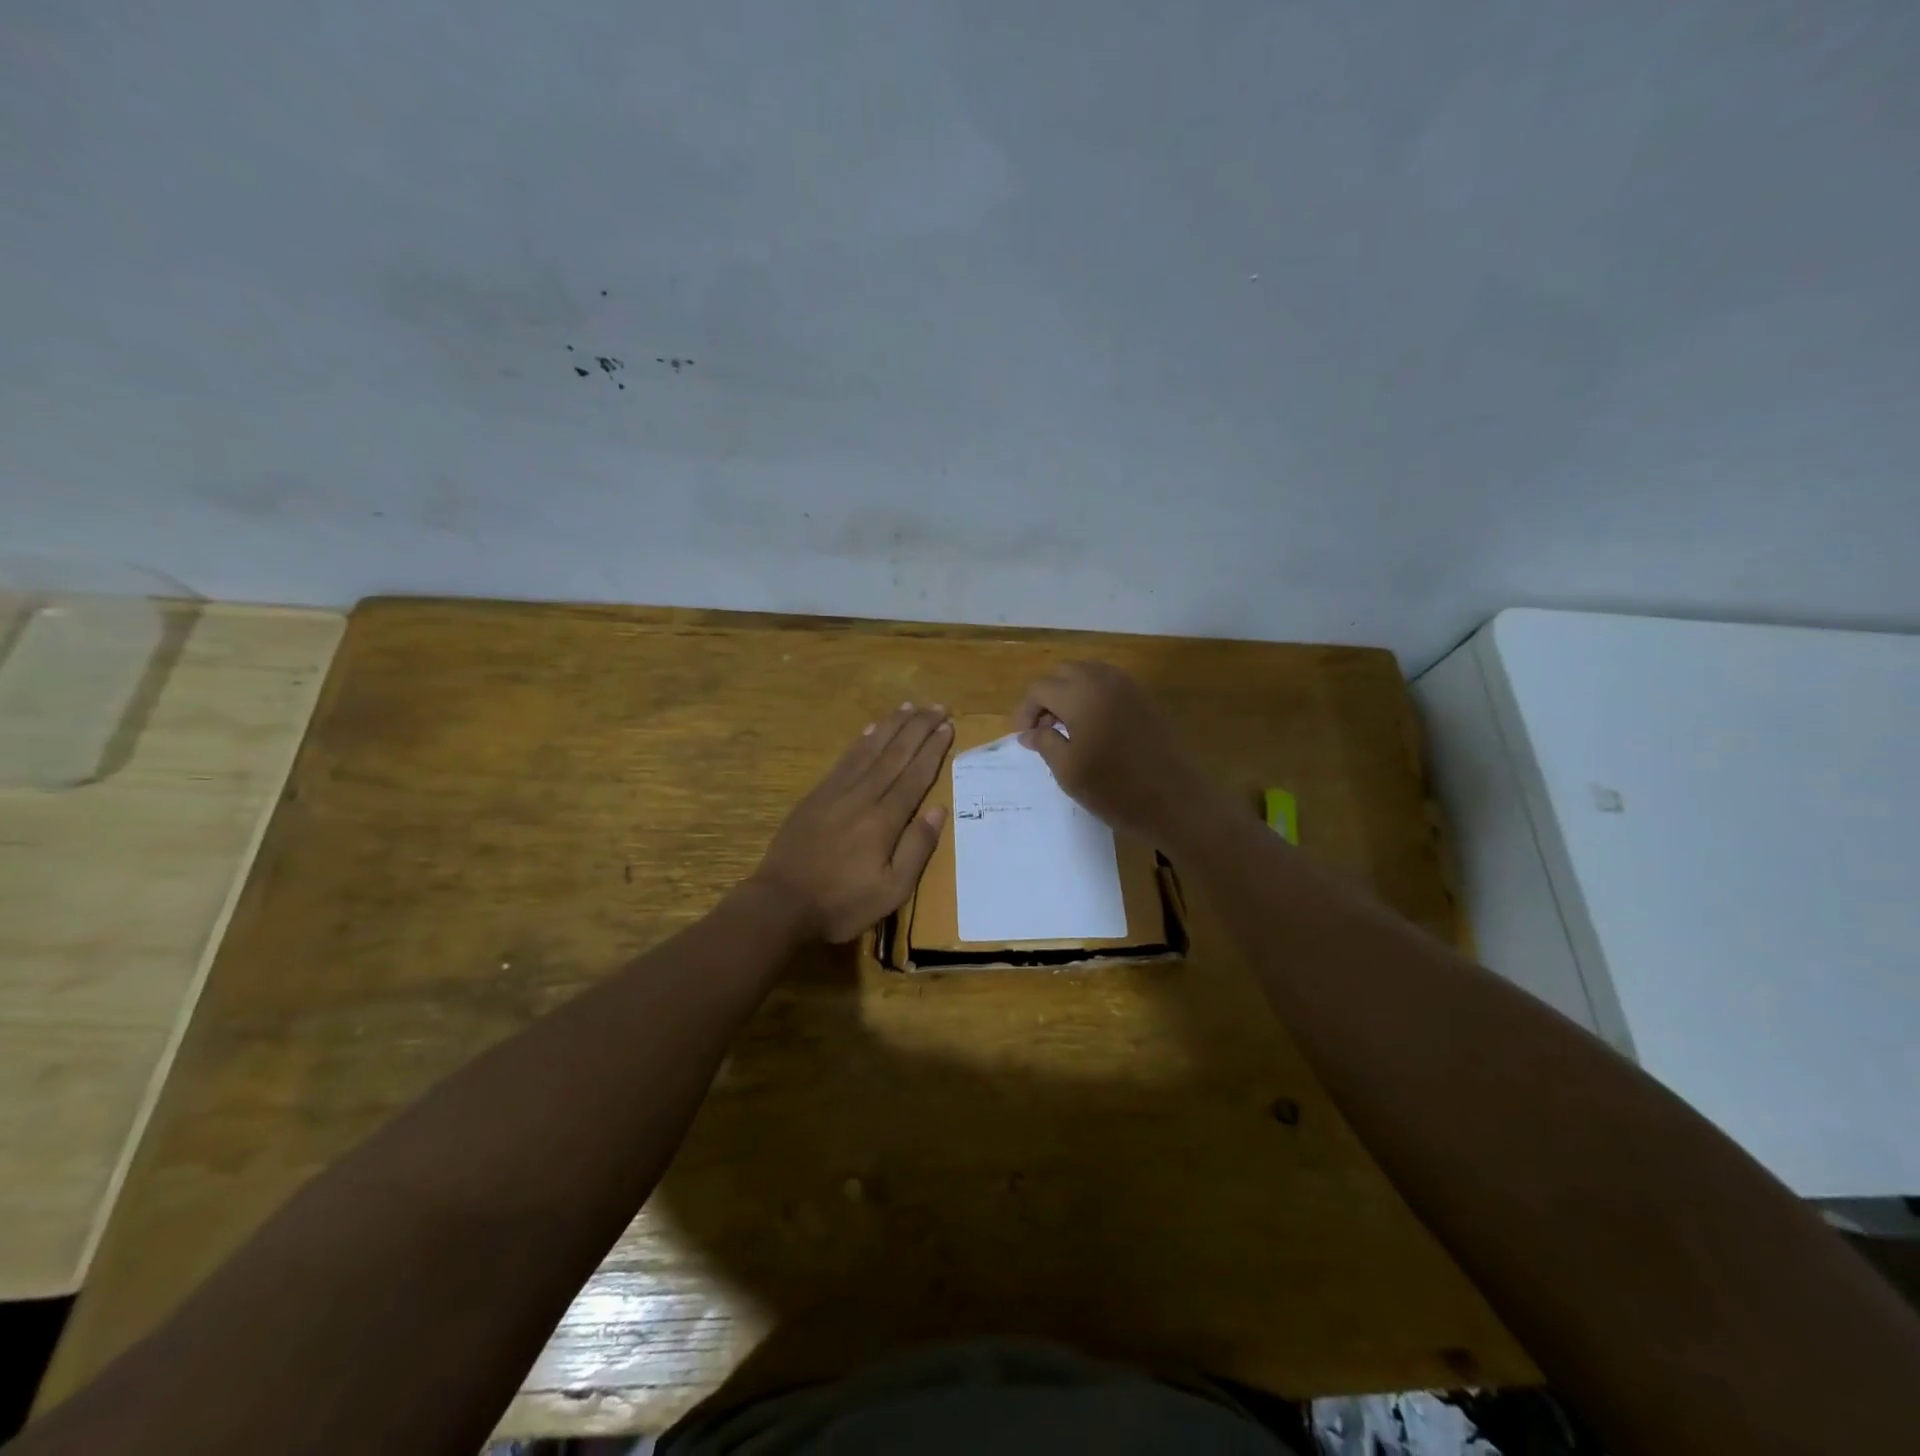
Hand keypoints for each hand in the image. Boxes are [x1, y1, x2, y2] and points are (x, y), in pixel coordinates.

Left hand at [751, 703, 953, 942]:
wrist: (781, 903)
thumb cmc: (841, 903)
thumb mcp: (891, 890)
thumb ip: (917, 848)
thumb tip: (939, 809)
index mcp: (884, 819)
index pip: (915, 775)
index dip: (933, 749)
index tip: (948, 726)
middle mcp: (863, 796)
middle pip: (896, 754)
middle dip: (919, 728)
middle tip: (938, 706)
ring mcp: (836, 792)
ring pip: (870, 749)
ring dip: (892, 726)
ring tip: (911, 706)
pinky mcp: (816, 795)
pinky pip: (845, 759)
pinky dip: (862, 741)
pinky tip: (871, 729)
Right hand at [1013, 661, 1223, 845]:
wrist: (1176, 801)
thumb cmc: (1115, 789)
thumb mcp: (1068, 771)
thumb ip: (1045, 743)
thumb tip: (1030, 732)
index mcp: (1080, 695)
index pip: (1040, 688)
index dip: (1025, 711)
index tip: (1023, 737)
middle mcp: (1104, 680)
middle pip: (1063, 673)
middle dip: (1047, 696)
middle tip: (1042, 730)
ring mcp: (1129, 687)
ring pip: (1088, 674)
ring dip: (1070, 693)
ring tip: (1065, 728)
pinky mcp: (1146, 699)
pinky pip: (1110, 685)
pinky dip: (1093, 696)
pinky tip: (1093, 727)